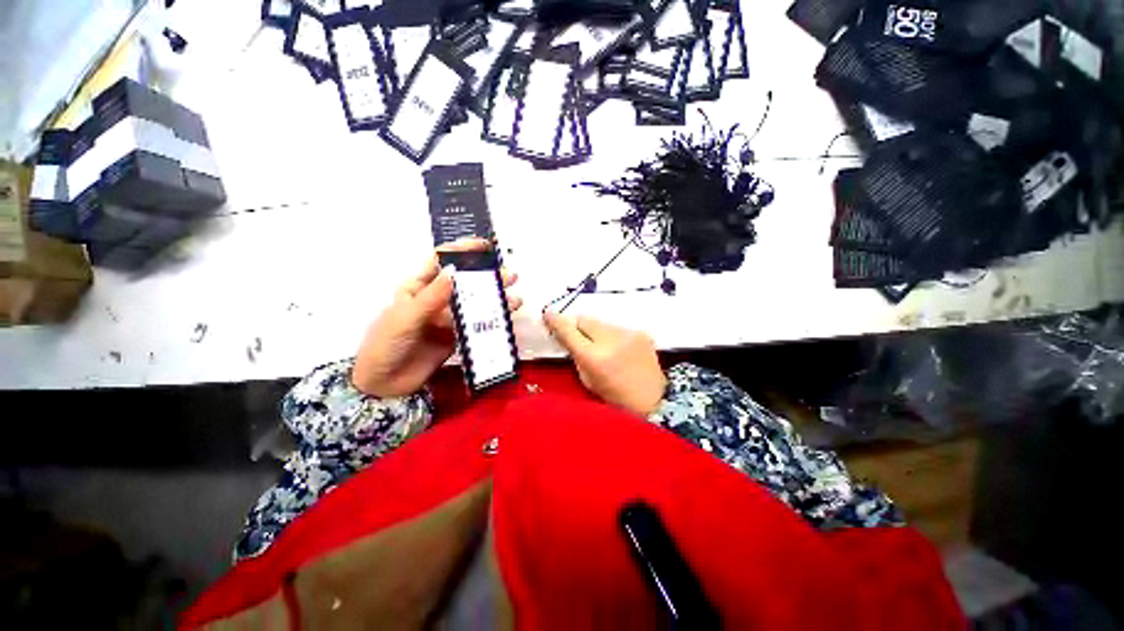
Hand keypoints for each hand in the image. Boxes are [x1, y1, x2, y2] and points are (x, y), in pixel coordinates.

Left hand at [352, 239, 521, 397]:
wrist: (384, 385)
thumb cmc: (386, 344)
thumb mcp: (405, 318)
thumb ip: (432, 297)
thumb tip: (454, 271)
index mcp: (418, 287)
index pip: (441, 262)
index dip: (462, 251)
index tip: (485, 245)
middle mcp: (435, 299)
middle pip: (464, 283)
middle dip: (487, 277)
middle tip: (510, 275)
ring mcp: (448, 318)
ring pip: (474, 304)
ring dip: (494, 300)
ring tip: (515, 299)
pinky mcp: (456, 336)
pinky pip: (476, 325)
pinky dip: (491, 321)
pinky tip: (506, 318)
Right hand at [543, 313, 665, 415]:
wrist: (652, 401)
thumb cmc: (614, 397)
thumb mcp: (587, 380)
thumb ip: (576, 355)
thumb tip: (567, 335)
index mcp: (593, 357)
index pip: (569, 331)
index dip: (556, 321)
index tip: (548, 315)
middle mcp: (611, 340)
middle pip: (585, 320)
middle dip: (578, 326)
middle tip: (578, 335)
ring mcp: (628, 334)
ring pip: (602, 323)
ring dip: (597, 331)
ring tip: (603, 346)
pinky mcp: (641, 333)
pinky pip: (618, 328)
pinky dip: (613, 335)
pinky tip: (619, 349)